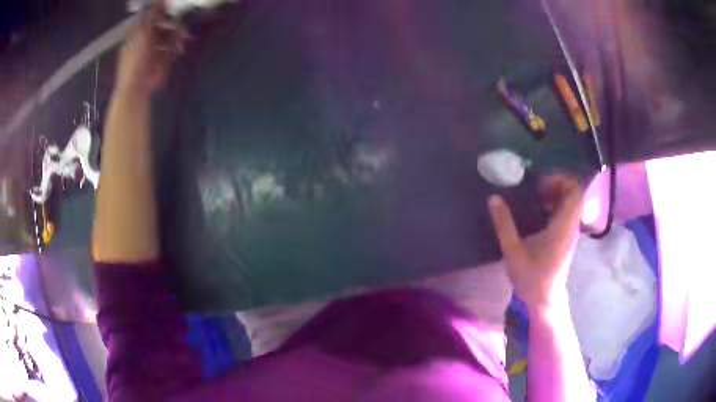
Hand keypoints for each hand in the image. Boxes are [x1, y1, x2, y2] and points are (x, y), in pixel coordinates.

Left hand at [115, 2, 187, 94]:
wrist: (137, 87)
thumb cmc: (134, 60)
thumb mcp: (141, 33)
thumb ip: (150, 15)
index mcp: (140, 30)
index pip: (153, 15)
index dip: (163, 10)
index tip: (172, 7)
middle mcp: (148, 36)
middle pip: (165, 22)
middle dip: (174, 23)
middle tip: (179, 24)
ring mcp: (157, 47)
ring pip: (172, 32)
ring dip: (178, 34)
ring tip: (182, 40)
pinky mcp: (164, 56)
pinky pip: (174, 45)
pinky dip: (178, 45)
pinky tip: (178, 49)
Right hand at [488, 176, 582, 310]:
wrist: (545, 300)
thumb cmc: (531, 278)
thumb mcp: (513, 251)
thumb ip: (504, 224)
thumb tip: (494, 198)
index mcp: (563, 227)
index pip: (575, 192)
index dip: (561, 180)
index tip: (541, 183)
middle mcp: (571, 226)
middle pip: (574, 194)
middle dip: (557, 184)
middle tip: (536, 187)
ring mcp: (570, 232)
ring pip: (571, 203)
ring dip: (556, 194)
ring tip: (536, 196)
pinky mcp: (566, 238)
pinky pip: (566, 212)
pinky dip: (556, 205)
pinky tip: (538, 211)